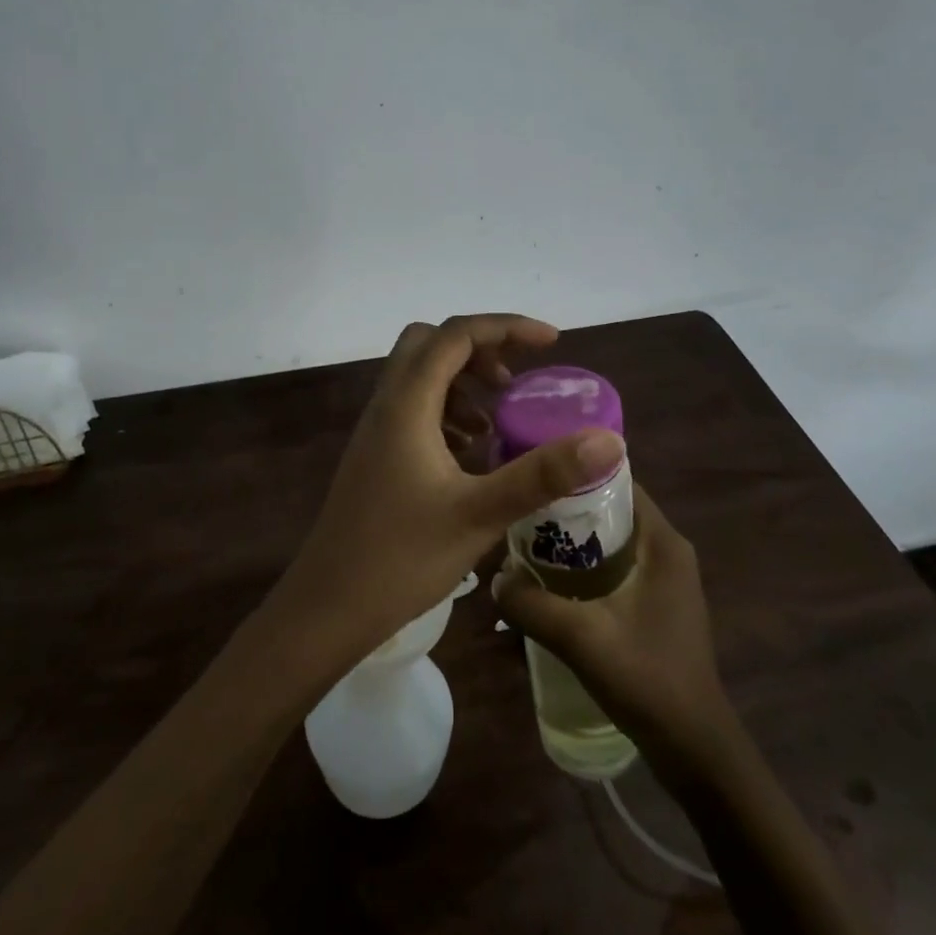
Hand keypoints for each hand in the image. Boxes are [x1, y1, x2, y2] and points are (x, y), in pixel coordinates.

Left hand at [274, 315, 624, 662]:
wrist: (327, 607)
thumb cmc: (401, 558)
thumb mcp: (480, 514)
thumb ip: (542, 473)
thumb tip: (608, 440)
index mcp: (406, 405)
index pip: (456, 335)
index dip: (507, 327)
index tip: (553, 344)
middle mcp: (386, 406)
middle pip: (430, 345)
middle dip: (479, 351)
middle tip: (515, 385)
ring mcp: (375, 432)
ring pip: (419, 378)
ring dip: (462, 385)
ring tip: (497, 425)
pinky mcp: (374, 457)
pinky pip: (413, 411)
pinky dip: (446, 414)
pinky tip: (469, 456)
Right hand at [492, 486, 734, 775]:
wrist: (693, 748)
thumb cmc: (647, 679)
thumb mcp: (580, 637)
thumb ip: (531, 604)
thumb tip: (494, 579)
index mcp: (663, 542)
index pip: (619, 482)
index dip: (576, 474)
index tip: (532, 475)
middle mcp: (668, 550)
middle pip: (611, 510)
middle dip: (566, 509)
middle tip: (519, 512)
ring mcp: (665, 578)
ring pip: (610, 540)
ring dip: (572, 541)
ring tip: (524, 544)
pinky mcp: (656, 602)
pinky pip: (615, 566)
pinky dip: (584, 566)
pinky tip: (550, 582)